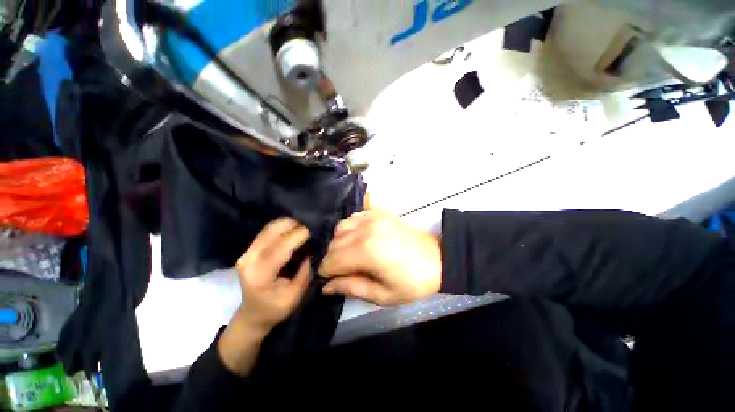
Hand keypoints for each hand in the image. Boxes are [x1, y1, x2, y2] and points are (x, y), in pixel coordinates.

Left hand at [235, 218, 311, 332]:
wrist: (253, 314)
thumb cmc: (276, 308)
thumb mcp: (296, 294)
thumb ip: (305, 270)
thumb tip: (313, 248)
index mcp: (260, 275)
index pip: (279, 248)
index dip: (298, 236)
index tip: (313, 231)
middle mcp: (249, 259)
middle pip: (272, 231)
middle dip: (294, 226)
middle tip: (310, 230)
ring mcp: (246, 252)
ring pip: (270, 227)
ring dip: (289, 225)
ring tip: (303, 230)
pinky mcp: (249, 249)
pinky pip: (268, 231)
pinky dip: (283, 228)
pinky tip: (293, 232)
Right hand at [318, 211, 441, 305]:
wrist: (437, 258)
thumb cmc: (412, 282)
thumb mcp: (383, 295)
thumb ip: (351, 288)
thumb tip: (326, 286)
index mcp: (365, 251)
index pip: (331, 260)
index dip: (326, 272)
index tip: (330, 280)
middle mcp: (365, 230)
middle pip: (333, 244)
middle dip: (332, 259)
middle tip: (342, 271)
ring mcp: (372, 218)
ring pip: (340, 228)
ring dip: (338, 242)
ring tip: (349, 254)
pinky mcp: (378, 213)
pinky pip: (353, 218)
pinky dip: (349, 229)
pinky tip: (357, 238)